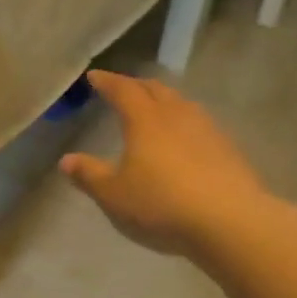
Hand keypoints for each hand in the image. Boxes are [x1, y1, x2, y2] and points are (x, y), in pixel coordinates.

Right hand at [59, 71, 264, 258]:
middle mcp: (177, 115)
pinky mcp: (228, 148)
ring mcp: (207, 129)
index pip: (123, 90)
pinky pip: (200, 124)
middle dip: (136, 86)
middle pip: (156, 90)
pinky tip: (184, 140)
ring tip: (155, 110)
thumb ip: (89, 175)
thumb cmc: (161, 204)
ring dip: (164, 101)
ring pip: (181, 104)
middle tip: (124, 89)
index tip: (94, 76)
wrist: (229, 221)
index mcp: (145, 120)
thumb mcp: (114, 195)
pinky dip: (184, 123)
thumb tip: (67, 161)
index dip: (107, 82)